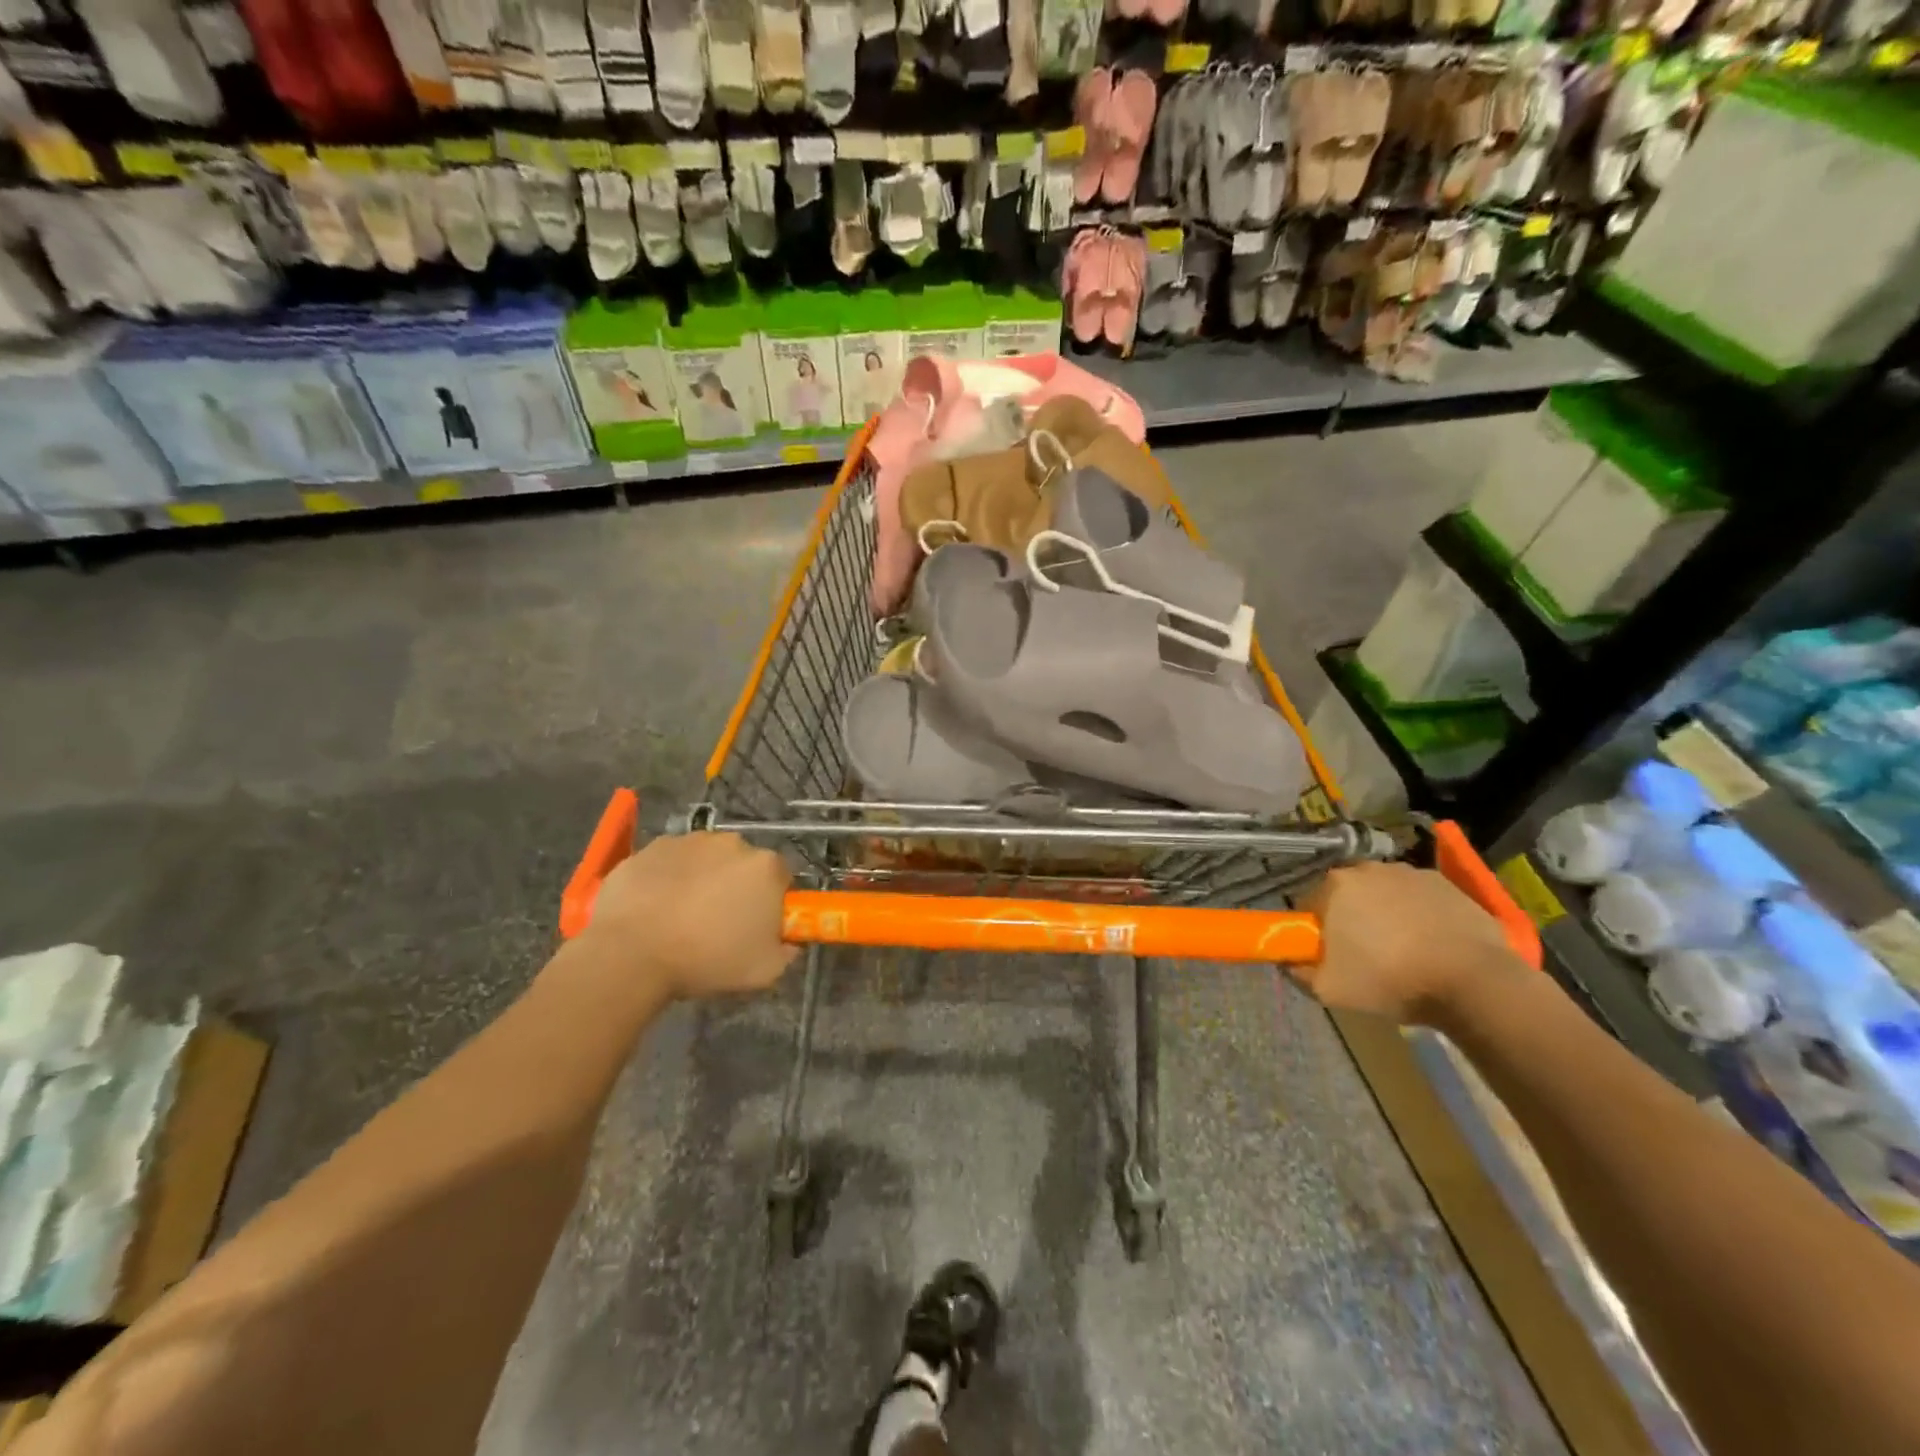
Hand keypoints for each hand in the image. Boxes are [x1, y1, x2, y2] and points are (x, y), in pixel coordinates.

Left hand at [580, 832, 797, 999]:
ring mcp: (689, 841)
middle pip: (743, 864)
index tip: (755, 926)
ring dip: (701, 879)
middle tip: (717, 923)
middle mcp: (732, 843)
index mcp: (766, 867)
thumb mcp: (764, 971)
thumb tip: (788, 942)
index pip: (781, 878)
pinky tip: (654, 907)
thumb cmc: (706, 960)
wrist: (630, 954)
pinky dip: (667, 878)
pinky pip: (670, 861)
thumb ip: (787, 952)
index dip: (770, 902)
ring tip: (680, 916)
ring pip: (705, 859)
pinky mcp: (651, 847)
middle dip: (735, 887)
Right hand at [1293, 862, 1528, 1026]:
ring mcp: (1409, 872)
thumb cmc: (1391, 981)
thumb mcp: (1328, 990)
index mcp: (1334, 886)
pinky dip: (1418, 914)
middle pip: (1346, 895)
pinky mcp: (1445, 883)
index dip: (1316, 932)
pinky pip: (1418, 897)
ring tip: (1404, 951)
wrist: (1473, 982)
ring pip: (1383, 894)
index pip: (1309, 905)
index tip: (1330, 956)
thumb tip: (1290, 960)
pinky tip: (1431, 943)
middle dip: (1350, 919)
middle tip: (1365, 955)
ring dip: (1385, 914)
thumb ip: (1297, 971)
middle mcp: (1367, 869)